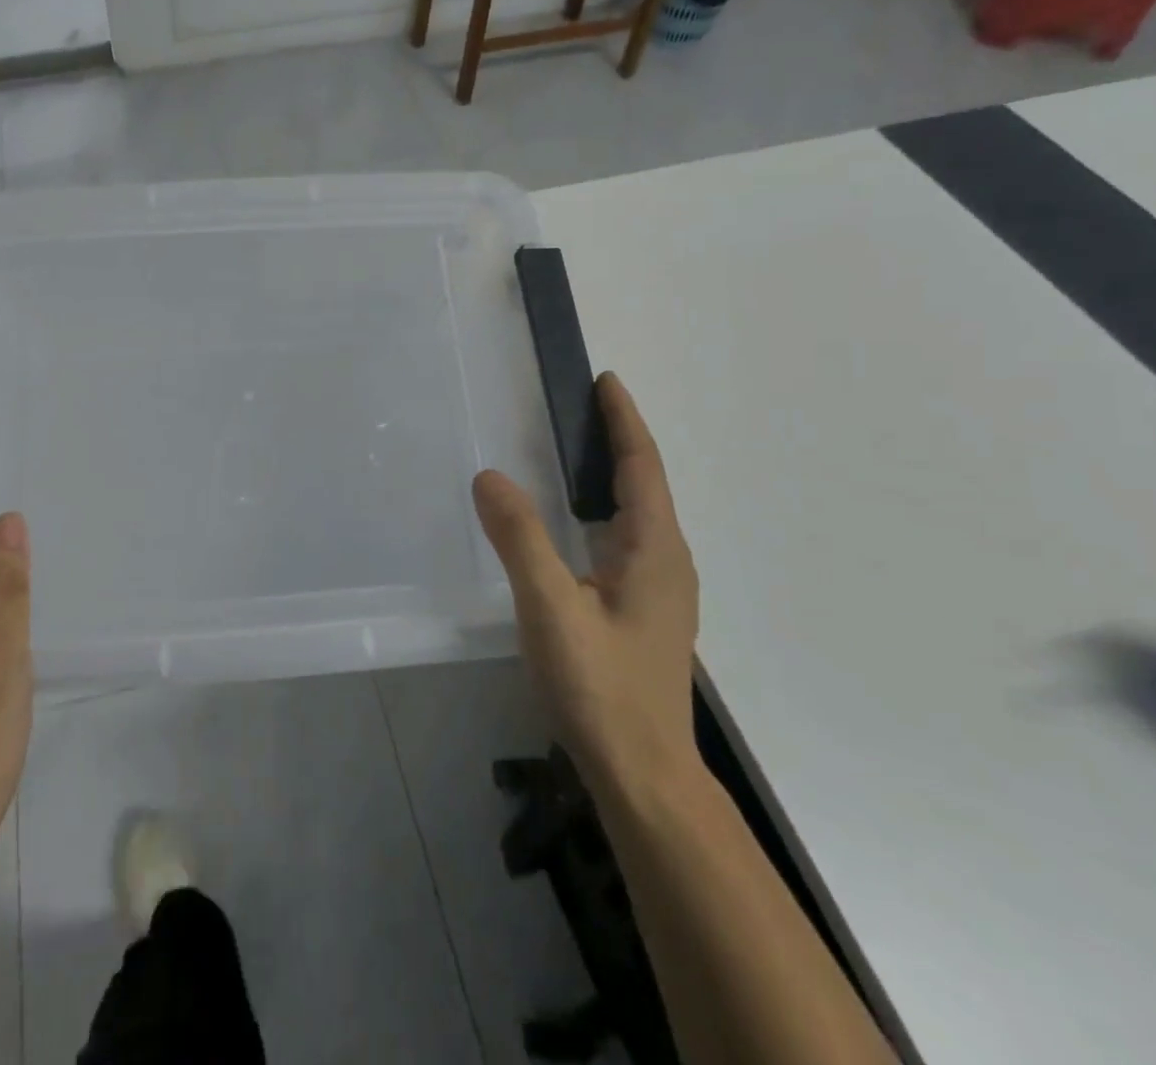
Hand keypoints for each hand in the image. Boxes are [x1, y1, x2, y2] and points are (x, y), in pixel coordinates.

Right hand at [474, 373, 699, 795]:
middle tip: (576, 408)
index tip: (605, 381)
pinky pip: (624, 541)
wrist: (642, 775)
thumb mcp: (551, 607)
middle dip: (617, 441)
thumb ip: (520, 538)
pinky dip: (601, 511)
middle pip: (645, 485)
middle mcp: (666, 563)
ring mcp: (658, 591)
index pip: (643, 468)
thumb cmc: (601, 688)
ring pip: (636, 516)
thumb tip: (489, 476)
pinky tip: (574, 525)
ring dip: (611, 477)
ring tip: (572, 453)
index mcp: (654, 551)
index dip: (624, 421)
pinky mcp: (642, 613)